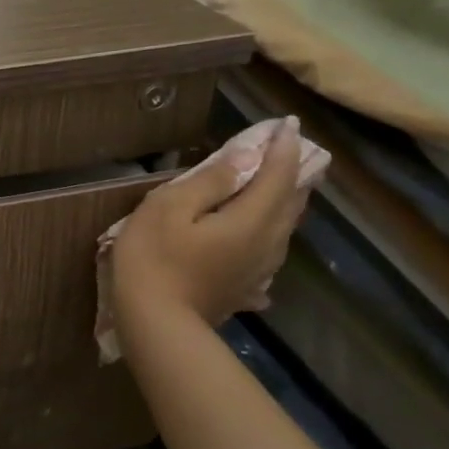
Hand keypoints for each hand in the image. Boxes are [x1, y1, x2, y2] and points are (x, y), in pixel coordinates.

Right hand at [112, 119, 309, 326]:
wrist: (156, 324)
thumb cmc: (154, 259)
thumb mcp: (169, 208)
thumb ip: (210, 181)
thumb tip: (245, 158)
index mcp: (250, 219)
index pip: (277, 174)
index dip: (284, 147)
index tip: (288, 123)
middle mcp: (266, 243)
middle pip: (290, 202)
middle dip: (294, 172)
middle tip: (294, 150)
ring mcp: (258, 270)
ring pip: (284, 229)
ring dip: (287, 202)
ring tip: (285, 185)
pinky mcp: (244, 289)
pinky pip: (268, 253)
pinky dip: (272, 234)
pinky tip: (264, 240)